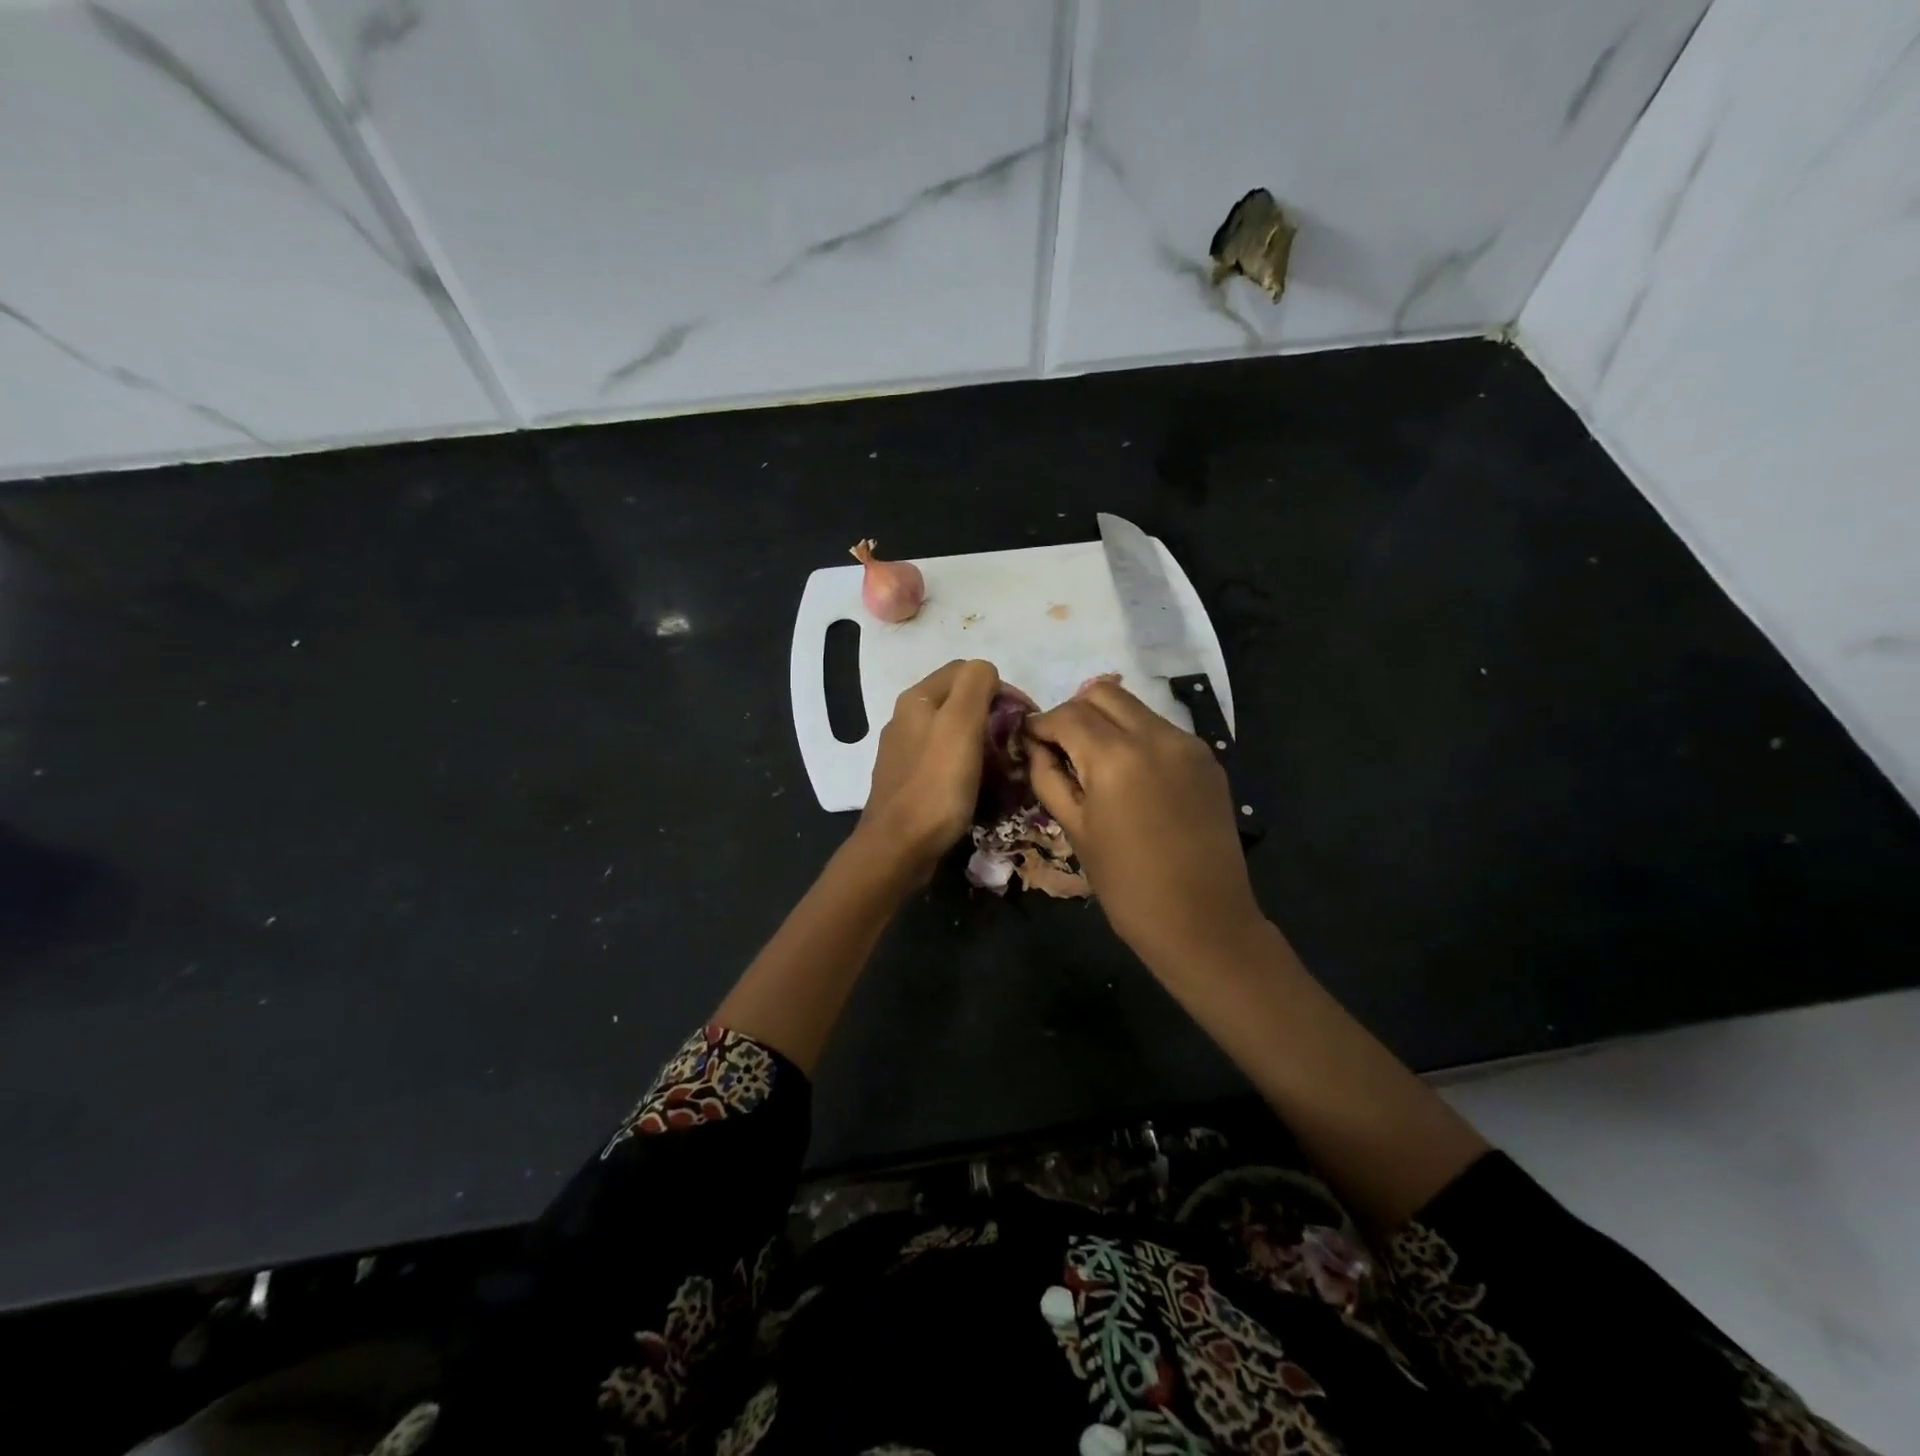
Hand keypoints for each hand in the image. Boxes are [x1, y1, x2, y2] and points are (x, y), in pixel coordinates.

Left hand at [857, 659, 999, 879]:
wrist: (898, 847)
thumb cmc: (935, 784)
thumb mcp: (961, 724)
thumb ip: (976, 685)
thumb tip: (987, 673)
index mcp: (918, 699)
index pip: (967, 671)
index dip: (1001, 688)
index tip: (1024, 717)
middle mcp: (907, 718)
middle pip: (960, 702)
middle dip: (994, 717)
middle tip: (1017, 744)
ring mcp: (905, 751)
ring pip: (954, 733)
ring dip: (983, 743)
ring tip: (1004, 767)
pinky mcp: (910, 781)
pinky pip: (946, 762)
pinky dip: (968, 767)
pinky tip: (979, 786)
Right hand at [1025, 679, 1264, 968]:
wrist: (1203, 920)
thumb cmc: (1126, 885)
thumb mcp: (1075, 830)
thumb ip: (1049, 778)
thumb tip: (1036, 746)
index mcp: (1115, 757)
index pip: (1066, 714)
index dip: (1040, 723)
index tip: (1029, 739)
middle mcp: (1154, 735)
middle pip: (1102, 693)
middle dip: (1074, 711)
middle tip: (1062, 746)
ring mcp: (1187, 743)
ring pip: (1134, 707)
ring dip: (1106, 721)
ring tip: (1095, 761)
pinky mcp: (1207, 757)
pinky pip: (1161, 729)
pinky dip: (1136, 737)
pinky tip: (1131, 776)